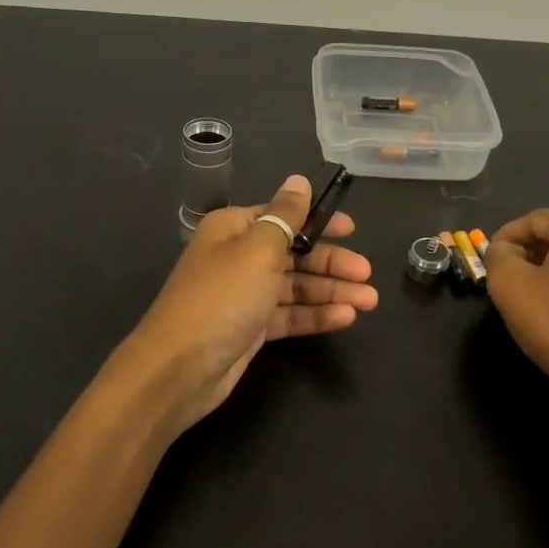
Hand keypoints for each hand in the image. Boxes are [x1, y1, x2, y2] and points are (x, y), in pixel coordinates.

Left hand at [126, 173, 377, 434]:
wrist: (179, 368)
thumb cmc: (222, 297)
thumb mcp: (258, 249)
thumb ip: (286, 216)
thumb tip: (299, 180)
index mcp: (234, 229)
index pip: (283, 216)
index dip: (318, 221)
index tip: (352, 229)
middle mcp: (238, 257)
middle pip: (294, 253)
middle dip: (331, 263)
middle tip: (367, 274)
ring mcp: (244, 295)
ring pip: (295, 286)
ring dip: (331, 291)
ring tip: (369, 301)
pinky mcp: (251, 328)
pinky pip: (289, 315)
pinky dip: (315, 315)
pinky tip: (345, 318)